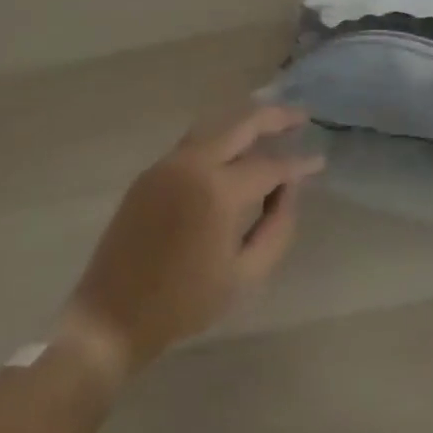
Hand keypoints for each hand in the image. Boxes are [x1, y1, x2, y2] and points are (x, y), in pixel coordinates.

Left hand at [60, 103, 323, 377]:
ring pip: (217, 125)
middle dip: (276, 117)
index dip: (298, 165)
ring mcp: (169, 162)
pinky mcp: (152, 170)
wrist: (111, 316)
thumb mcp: (243, 276)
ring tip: (272, 123)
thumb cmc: (183, 303)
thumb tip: (289, 190)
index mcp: (218, 191)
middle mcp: (194, 163)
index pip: (269, 166)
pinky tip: (235, 147)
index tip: (320, 160)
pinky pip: (195, 141)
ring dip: (246, 121)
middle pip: (242, 124)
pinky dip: (221, 136)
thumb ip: (276, 230)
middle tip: (302, 116)